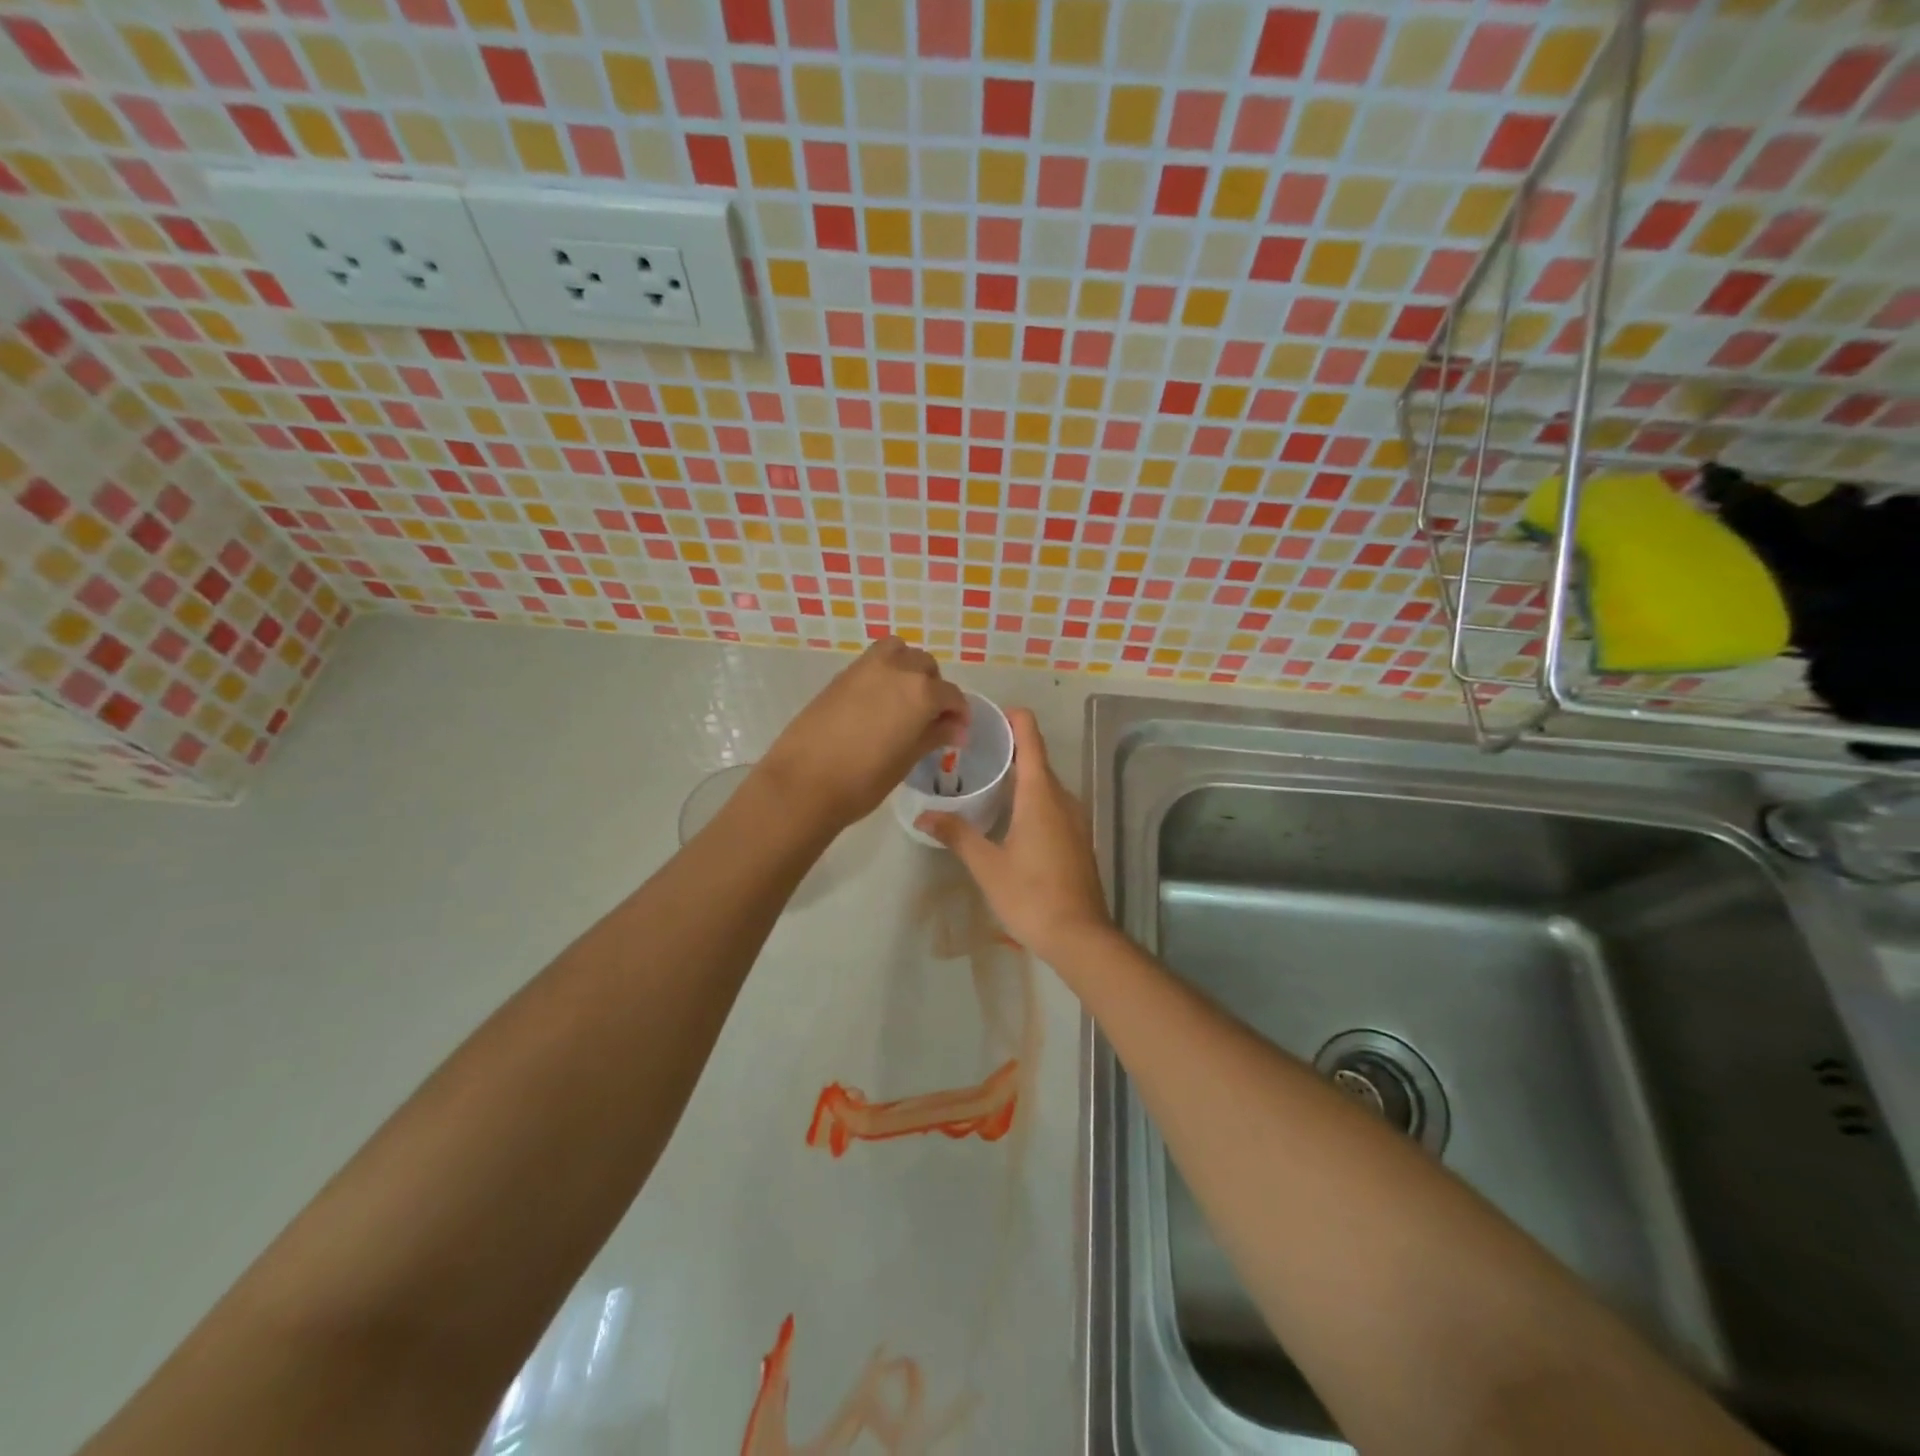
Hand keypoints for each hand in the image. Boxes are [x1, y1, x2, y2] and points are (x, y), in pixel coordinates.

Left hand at [758, 636, 968, 831]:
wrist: (803, 782)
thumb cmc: (864, 779)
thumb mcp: (907, 759)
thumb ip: (934, 735)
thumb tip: (956, 728)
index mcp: (921, 691)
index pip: (952, 695)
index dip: (959, 715)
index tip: (957, 735)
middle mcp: (896, 669)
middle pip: (926, 667)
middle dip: (934, 689)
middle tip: (931, 720)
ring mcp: (865, 668)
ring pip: (899, 653)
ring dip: (908, 670)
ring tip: (904, 702)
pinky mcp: (841, 675)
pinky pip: (873, 663)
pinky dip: (884, 673)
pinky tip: (878, 705)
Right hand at [915, 709, 1112, 961]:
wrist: (1080, 936)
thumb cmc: (1031, 895)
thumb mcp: (987, 865)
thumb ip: (957, 835)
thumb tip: (924, 816)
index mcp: (1040, 795)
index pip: (1031, 738)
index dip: (1013, 718)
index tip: (987, 715)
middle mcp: (1063, 798)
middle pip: (1037, 758)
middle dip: (1009, 748)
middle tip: (972, 751)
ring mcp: (1075, 819)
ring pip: (1046, 784)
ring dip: (1020, 775)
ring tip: (985, 779)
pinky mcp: (1078, 839)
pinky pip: (1053, 804)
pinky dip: (1032, 797)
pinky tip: (1009, 815)